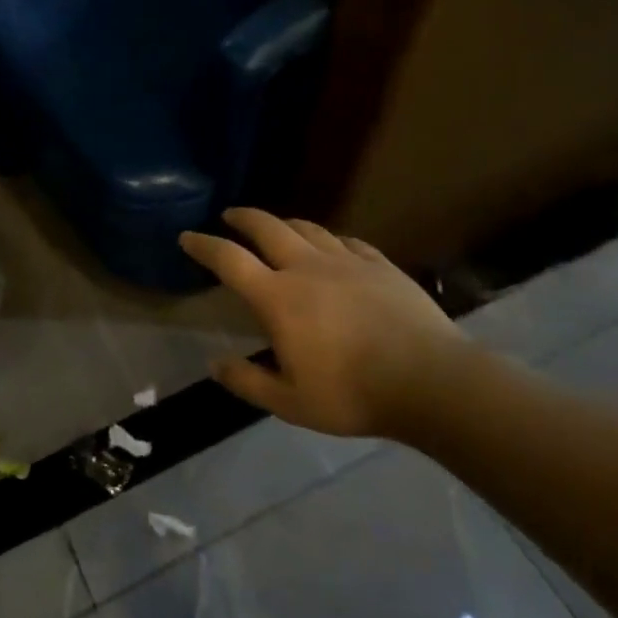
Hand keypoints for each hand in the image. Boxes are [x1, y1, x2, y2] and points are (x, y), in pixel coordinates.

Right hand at [179, 208, 479, 441]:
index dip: (204, 245)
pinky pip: (347, 241)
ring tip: (276, 227)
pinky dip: (330, 239)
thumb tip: (215, 364)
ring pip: (307, 228)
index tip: (187, 237)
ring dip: (284, 223)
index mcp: (278, 297)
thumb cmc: (352, 394)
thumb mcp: (290, 402)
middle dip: (243, 217)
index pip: (229, 260)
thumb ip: (248, 381)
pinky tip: (333, 246)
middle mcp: (307, 267)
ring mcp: (347, 261)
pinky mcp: (380, 264)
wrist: (431, 381)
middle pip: (266, 227)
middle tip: (230, 215)